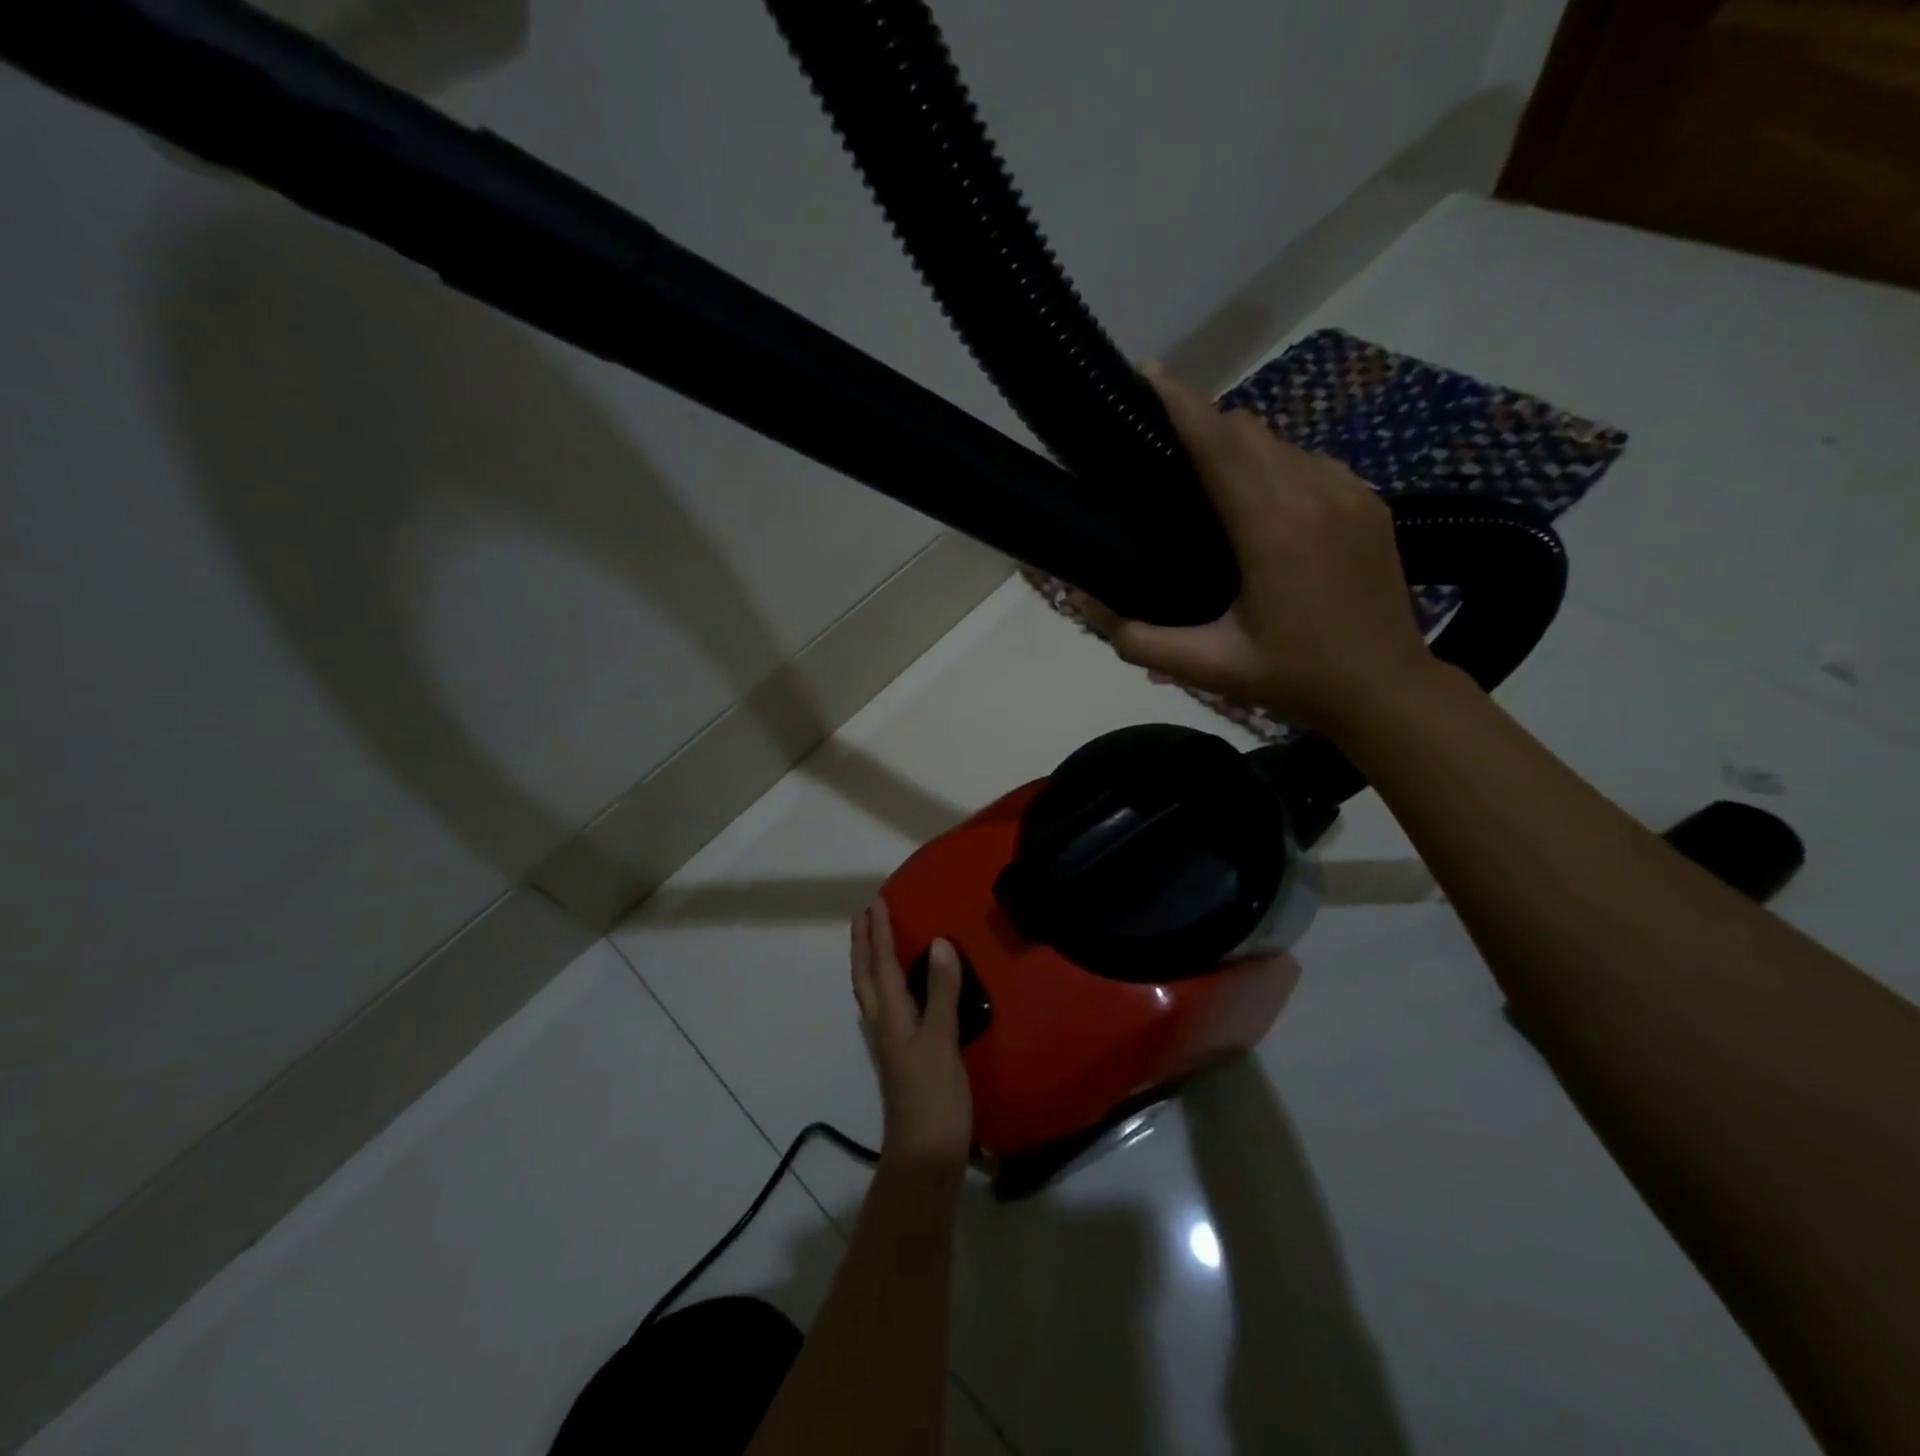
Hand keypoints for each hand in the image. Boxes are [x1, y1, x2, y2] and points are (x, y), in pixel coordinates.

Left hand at [850, 899, 973, 1172]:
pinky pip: (885, 1007)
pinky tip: (897, 991)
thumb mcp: (941, 1040)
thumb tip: (938, 942)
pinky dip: (884, 986)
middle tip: (864, 914)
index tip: (875, 902)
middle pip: (865, 975)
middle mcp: (882, 1024)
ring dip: (870, 962)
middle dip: (863, 943)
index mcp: (891, 1016)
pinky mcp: (900, 1057)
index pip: (881, 964)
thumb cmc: (933, 1096)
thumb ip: (939, 991)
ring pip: (871, 991)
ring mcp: (889, 1043)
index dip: (879, 932)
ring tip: (875, 941)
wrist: (924, 1157)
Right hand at [1080, 365, 1437, 734]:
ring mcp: (1350, 492)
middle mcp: (1314, 493)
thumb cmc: (1293, 678)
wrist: (1387, 690)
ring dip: (1237, 445)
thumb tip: (1080, 599)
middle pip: (1247, 428)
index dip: (1180, 402)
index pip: (1219, 442)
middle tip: (1161, 441)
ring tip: (1204, 477)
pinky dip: (1274, 464)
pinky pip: (1310, 461)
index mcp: (1272, 528)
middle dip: (1201, 421)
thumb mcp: (1207, 667)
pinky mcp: (1370, 501)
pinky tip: (1259, 501)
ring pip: (1280, 441)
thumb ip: (1137, 636)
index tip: (1145, 373)